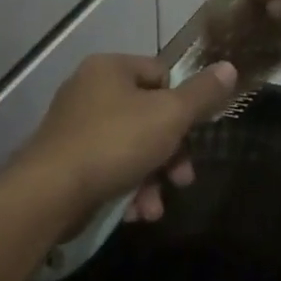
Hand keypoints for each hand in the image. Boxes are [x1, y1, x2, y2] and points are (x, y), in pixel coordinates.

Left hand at [17, 54, 236, 221]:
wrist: (51, 192)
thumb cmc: (115, 142)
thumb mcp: (169, 116)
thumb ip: (202, 95)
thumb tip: (229, 67)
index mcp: (110, 68)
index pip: (160, 74)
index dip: (181, 104)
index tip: (191, 133)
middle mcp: (89, 90)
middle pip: (148, 116)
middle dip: (170, 154)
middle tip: (182, 179)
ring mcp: (75, 126)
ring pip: (131, 148)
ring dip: (151, 179)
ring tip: (154, 208)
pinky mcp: (67, 161)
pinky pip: (109, 168)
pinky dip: (126, 189)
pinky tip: (135, 213)